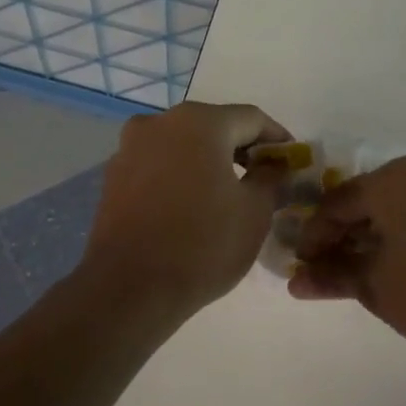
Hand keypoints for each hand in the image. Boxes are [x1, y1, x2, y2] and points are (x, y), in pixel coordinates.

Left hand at [81, 102, 291, 319]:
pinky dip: (180, 176)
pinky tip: (191, 206)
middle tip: (264, 178)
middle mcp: (159, 122)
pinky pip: (158, 166)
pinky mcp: (114, 176)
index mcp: (199, 122)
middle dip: (241, 149)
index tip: (291, 161)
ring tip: (228, 194)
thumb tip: (273, 166)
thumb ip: (270, 178)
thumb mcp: (254, 212)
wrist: (130, 287)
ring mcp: (130, 148)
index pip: (251, 118)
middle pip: (213, 126)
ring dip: (208, 162)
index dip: (277, 138)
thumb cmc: (203, 244)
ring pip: (182, 145)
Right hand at [289, 156, 405, 351]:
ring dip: (375, 235)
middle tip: (329, 270)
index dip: (313, 237)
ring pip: (398, 205)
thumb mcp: (376, 287)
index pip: (335, 205)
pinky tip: (400, 262)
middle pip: (367, 201)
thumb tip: (295, 280)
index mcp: (391, 180)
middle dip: (344, 237)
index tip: (302, 266)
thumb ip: (332, 277)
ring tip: (362, 270)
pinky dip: (405, 232)